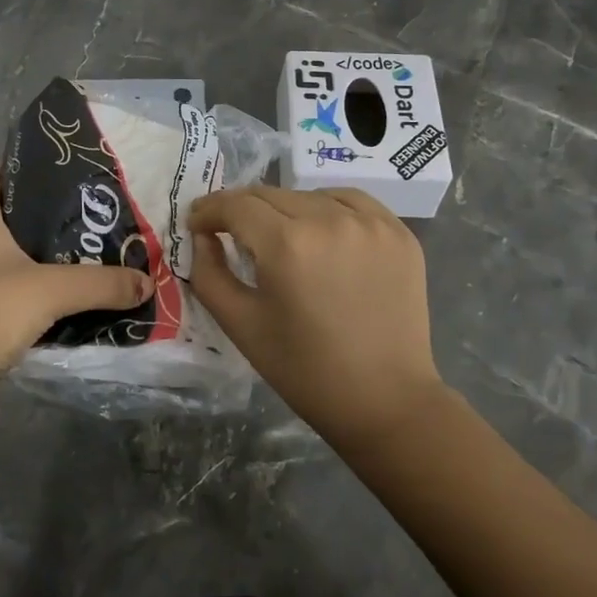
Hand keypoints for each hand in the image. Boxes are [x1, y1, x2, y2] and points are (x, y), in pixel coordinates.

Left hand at [0, 168, 152, 430]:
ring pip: (17, 262)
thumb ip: (102, 283)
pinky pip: (16, 298)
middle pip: (14, 220)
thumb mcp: (49, 290)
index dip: (27, 168)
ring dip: (51, 262)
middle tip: (99, 217)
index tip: (70, 171)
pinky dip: (44, 298)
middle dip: (54, 219)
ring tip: (98, 256)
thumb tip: (147, 280)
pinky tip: (77, 303)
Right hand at [190, 187, 442, 448]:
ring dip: (284, 210)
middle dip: (241, 211)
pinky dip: (327, 208)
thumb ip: (209, 273)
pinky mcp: (398, 231)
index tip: (197, 224)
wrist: (385, 400)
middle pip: (269, 195)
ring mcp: (370, 223)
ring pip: (308, 196)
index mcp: (287, 244)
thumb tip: (203, 236)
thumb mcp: (240, 324)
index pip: (236, 205)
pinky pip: (350, 201)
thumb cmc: (304, 370)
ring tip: (279, 238)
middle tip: (228, 231)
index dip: (209, 210)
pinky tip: (321, 232)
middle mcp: (329, 220)